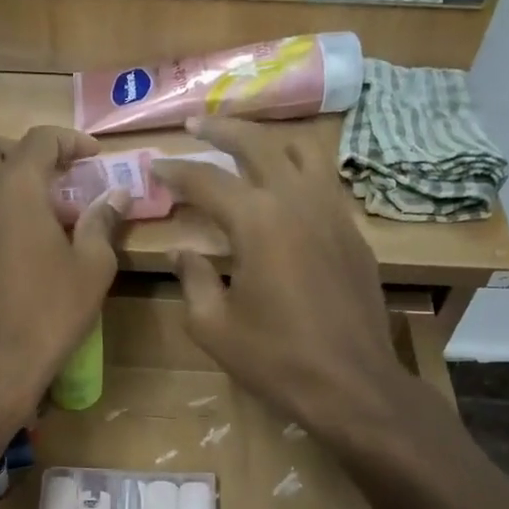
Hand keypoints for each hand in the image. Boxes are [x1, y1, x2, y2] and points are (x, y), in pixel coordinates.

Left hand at [0, 127, 128, 424]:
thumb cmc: (49, 312)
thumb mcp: (92, 268)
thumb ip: (102, 223)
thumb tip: (116, 196)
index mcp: (15, 189)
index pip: (39, 139)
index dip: (69, 140)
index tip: (93, 157)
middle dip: (21, 151)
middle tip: (54, 176)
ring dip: (3, 182)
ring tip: (40, 213)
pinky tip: (17, 245)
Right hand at [150, 118, 408, 439]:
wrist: (352, 383)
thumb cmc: (276, 359)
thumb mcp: (214, 327)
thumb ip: (193, 280)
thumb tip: (182, 251)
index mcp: (258, 221)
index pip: (208, 180)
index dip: (176, 171)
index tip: (154, 165)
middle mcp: (298, 201)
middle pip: (260, 144)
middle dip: (224, 129)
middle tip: (198, 124)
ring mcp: (333, 213)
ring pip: (303, 152)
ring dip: (269, 140)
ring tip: (245, 142)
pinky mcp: (353, 234)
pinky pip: (324, 183)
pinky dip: (298, 171)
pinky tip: (285, 187)